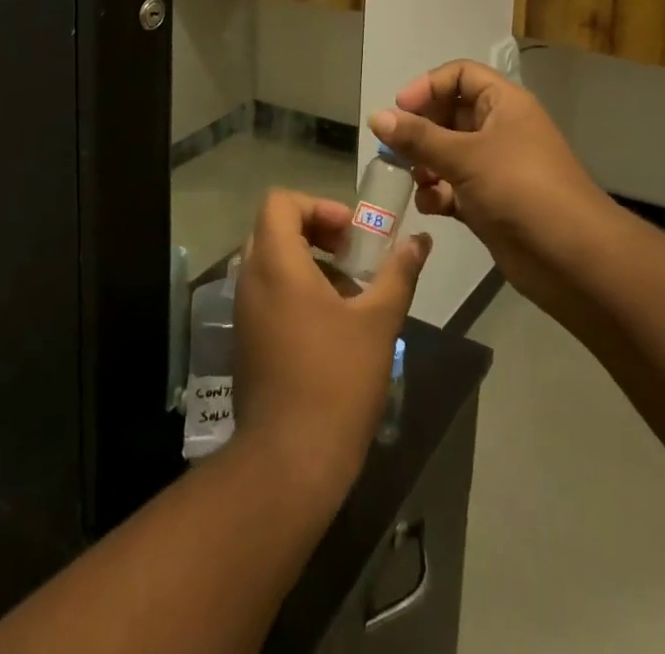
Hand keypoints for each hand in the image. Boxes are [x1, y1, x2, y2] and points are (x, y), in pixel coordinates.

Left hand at [230, 191, 430, 503]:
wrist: (289, 462)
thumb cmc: (336, 381)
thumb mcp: (378, 321)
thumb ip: (399, 273)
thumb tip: (420, 241)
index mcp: (276, 264)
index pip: (279, 202)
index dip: (318, 205)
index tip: (350, 233)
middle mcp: (251, 280)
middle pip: (274, 228)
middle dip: (316, 231)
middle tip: (353, 256)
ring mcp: (244, 312)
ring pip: (271, 262)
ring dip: (308, 262)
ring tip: (349, 292)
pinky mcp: (246, 340)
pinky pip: (266, 292)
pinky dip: (295, 289)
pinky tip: (330, 325)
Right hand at [371, 61, 613, 314]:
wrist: (572, 258)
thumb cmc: (521, 189)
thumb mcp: (466, 157)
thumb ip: (418, 137)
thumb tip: (376, 117)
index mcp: (504, 104)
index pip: (460, 75)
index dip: (429, 86)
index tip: (400, 109)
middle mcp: (500, 129)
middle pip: (450, 114)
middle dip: (421, 130)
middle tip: (395, 148)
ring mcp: (496, 167)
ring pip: (449, 153)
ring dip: (426, 164)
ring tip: (413, 179)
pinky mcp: (491, 202)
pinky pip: (454, 187)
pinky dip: (438, 193)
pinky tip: (430, 206)